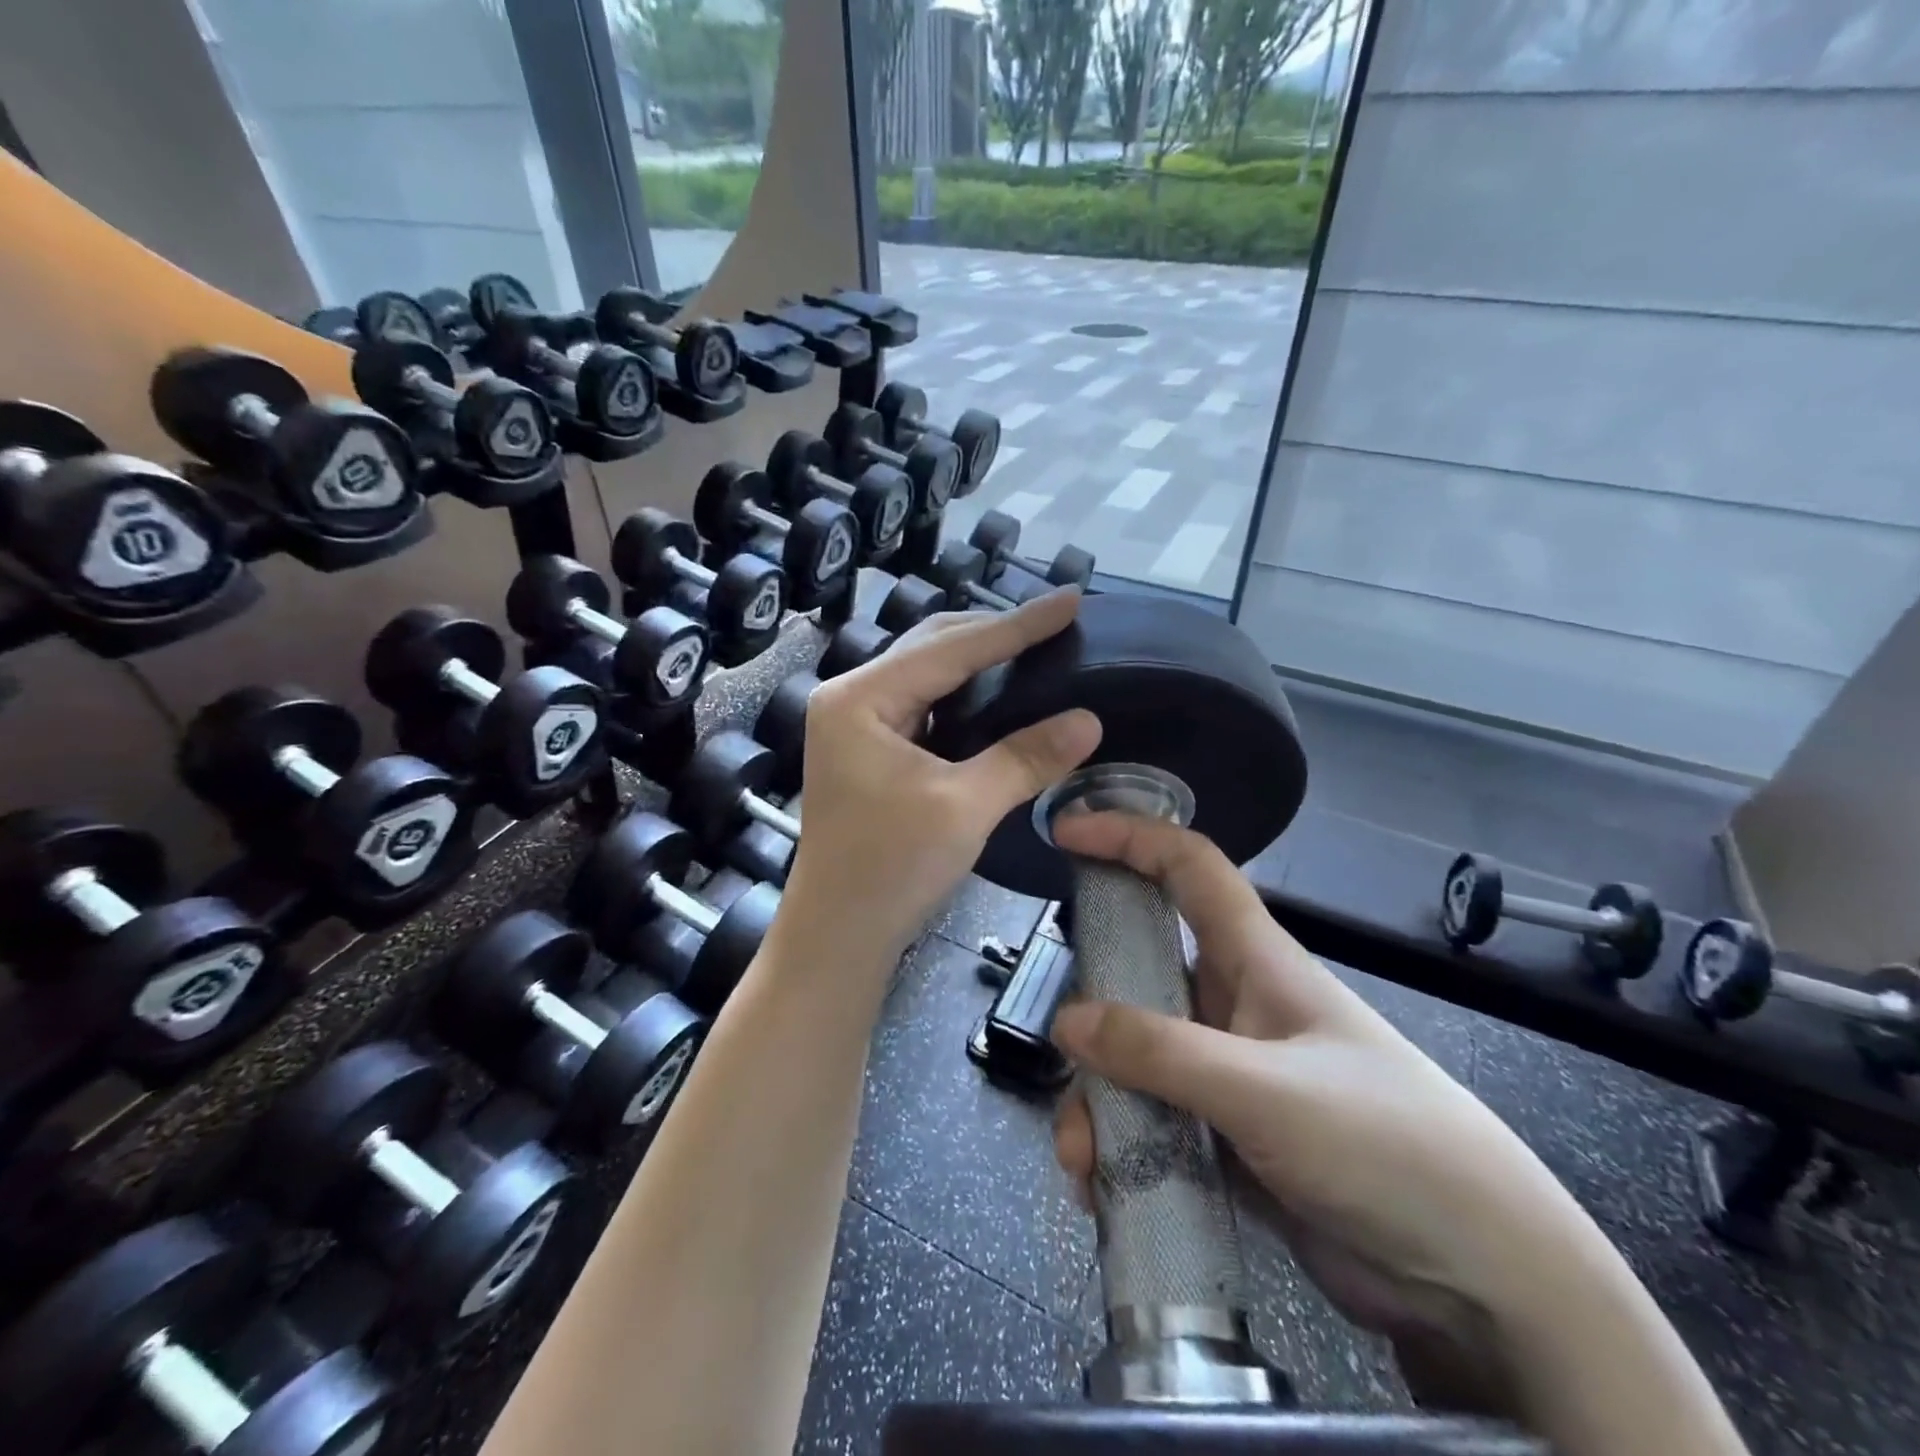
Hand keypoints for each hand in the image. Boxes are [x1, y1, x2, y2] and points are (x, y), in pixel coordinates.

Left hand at [777, 592, 1101, 976]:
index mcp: (860, 698)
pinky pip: (924, 703)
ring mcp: (856, 722)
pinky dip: (963, 694)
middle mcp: (851, 697)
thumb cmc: (890, 870)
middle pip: (932, 648)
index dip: (1016, 626)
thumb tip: (1088, 720)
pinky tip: (998, 692)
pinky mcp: (869, 748)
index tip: (1070, 599)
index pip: (950, 648)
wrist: (837, 935)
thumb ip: (1025, 758)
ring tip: (1035, 646)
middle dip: (994, 634)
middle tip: (1056, 622)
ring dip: (978, 660)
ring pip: (927, 673)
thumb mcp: (964, 808)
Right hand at [1048, 812, 1626, 1410]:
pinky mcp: (1225, 1135)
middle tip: (1060, 1048)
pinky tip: (1102, 1187)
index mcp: (1256, 960)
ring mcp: (1227, 1072)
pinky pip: (1149, 1118)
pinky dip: (1119, 1143)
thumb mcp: (1267, 1092)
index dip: (1129, 837)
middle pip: (1140, 970)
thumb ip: (1162, 1054)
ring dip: (1099, 1098)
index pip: (1187, 868)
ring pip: (1135, 1055)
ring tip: (1084, 1157)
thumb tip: (1067, 1022)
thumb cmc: (1387, 1147)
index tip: (1067, 833)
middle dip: (1093, 1006)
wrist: (1483, 1281)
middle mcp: (1234, 1004)